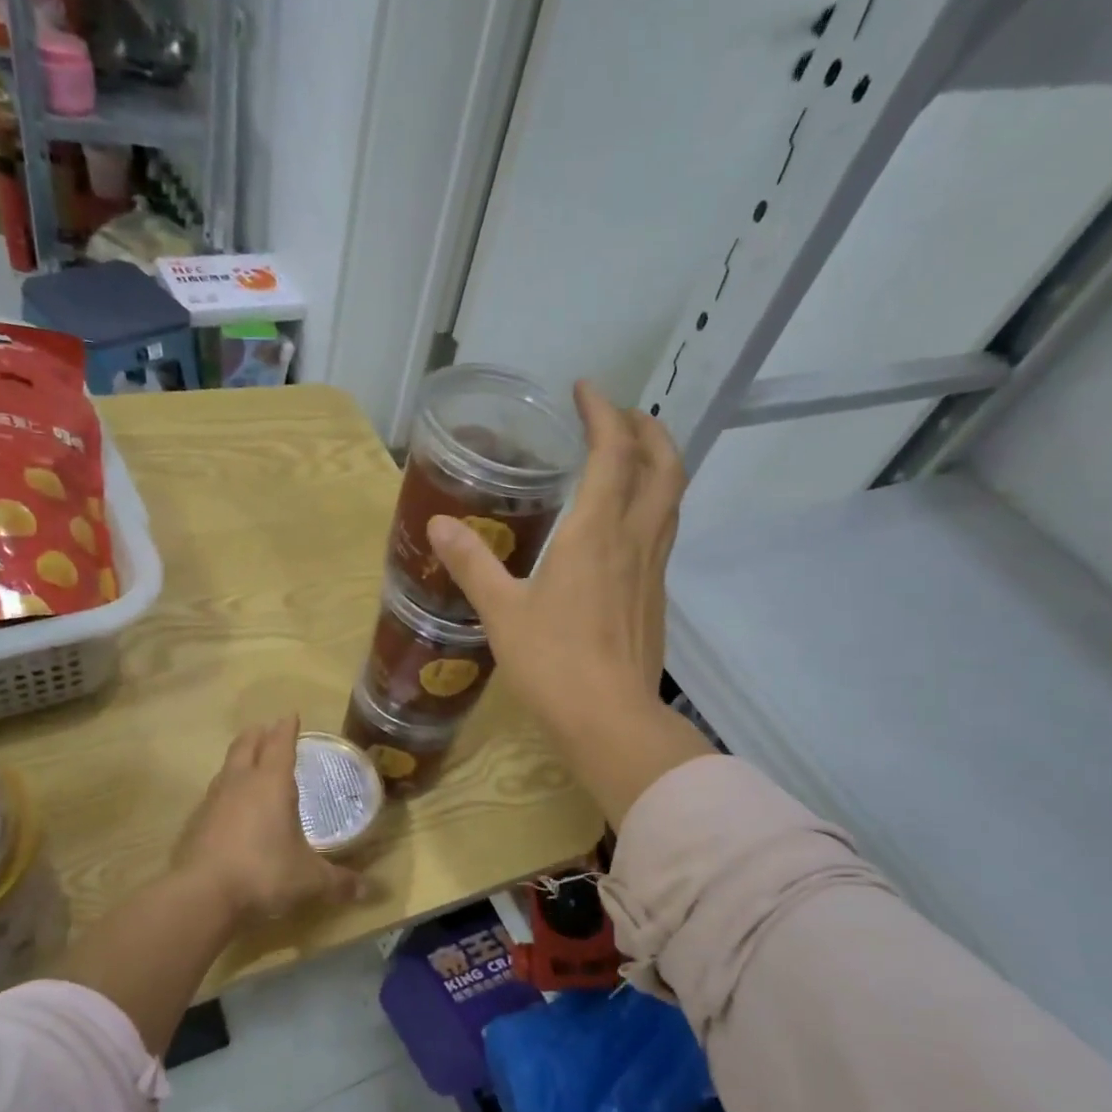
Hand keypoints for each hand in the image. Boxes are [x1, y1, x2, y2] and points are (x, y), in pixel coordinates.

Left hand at [173, 715, 364, 920]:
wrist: (202, 894)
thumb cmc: (264, 873)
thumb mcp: (309, 880)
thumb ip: (338, 882)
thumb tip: (367, 891)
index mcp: (272, 784)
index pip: (280, 745)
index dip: (287, 729)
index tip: (291, 715)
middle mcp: (241, 783)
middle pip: (246, 746)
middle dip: (258, 734)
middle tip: (265, 728)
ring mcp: (214, 801)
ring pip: (226, 768)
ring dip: (238, 760)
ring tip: (247, 762)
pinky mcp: (196, 823)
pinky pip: (213, 796)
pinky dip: (225, 792)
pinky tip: (229, 807)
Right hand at [427, 382, 713, 824]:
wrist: (610, 720)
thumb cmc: (553, 662)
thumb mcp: (502, 611)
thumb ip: (473, 564)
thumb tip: (441, 525)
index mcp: (597, 531)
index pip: (614, 451)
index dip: (603, 413)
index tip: (584, 391)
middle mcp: (635, 540)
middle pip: (664, 466)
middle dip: (647, 430)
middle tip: (620, 417)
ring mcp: (653, 571)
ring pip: (671, 500)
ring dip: (657, 466)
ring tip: (629, 459)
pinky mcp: (655, 599)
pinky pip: (662, 534)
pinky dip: (650, 508)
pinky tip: (623, 528)